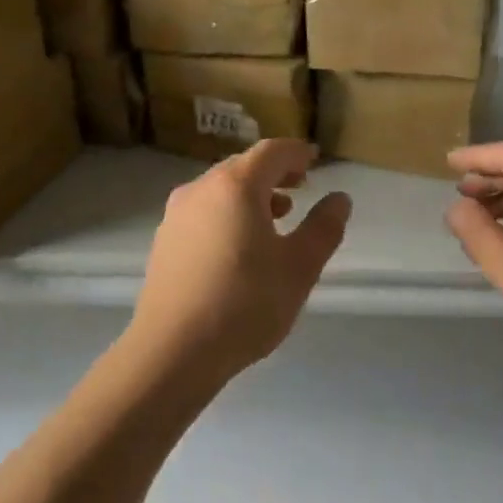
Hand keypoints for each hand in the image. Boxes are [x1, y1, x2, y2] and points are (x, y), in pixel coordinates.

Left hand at [127, 139, 351, 385]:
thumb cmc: (245, 303)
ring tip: (278, 215)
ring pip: (220, 190)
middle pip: (242, 166)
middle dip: (274, 172)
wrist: (173, 350)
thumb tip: (339, 199)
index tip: (315, 160)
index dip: (297, 152)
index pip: (271, 152)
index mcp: (235, 186)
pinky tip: (241, 244)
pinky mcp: (164, 242)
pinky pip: (203, 212)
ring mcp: (176, 215)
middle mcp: (200, 189)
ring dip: (251, 194)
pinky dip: (228, 213)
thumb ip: (323, 228)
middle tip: (301, 185)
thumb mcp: (299, 267)